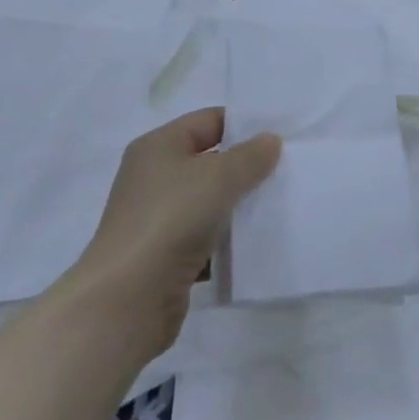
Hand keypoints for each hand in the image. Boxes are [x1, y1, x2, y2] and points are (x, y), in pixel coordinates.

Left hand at [68, 109, 279, 350]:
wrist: (129, 298)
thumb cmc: (171, 219)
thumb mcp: (219, 177)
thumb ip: (250, 156)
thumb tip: (270, 141)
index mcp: (158, 146)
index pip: (209, 121)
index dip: (244, 125)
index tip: (282, 136)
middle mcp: (154, 177)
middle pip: (211, 161)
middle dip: (247, 167)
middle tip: (289, 170)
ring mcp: (159, 218)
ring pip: (211, 201)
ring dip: (240, 205)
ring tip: (281, 204)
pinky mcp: (166, 254)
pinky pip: (207, 236)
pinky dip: (229, 238)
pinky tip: (258, 240)